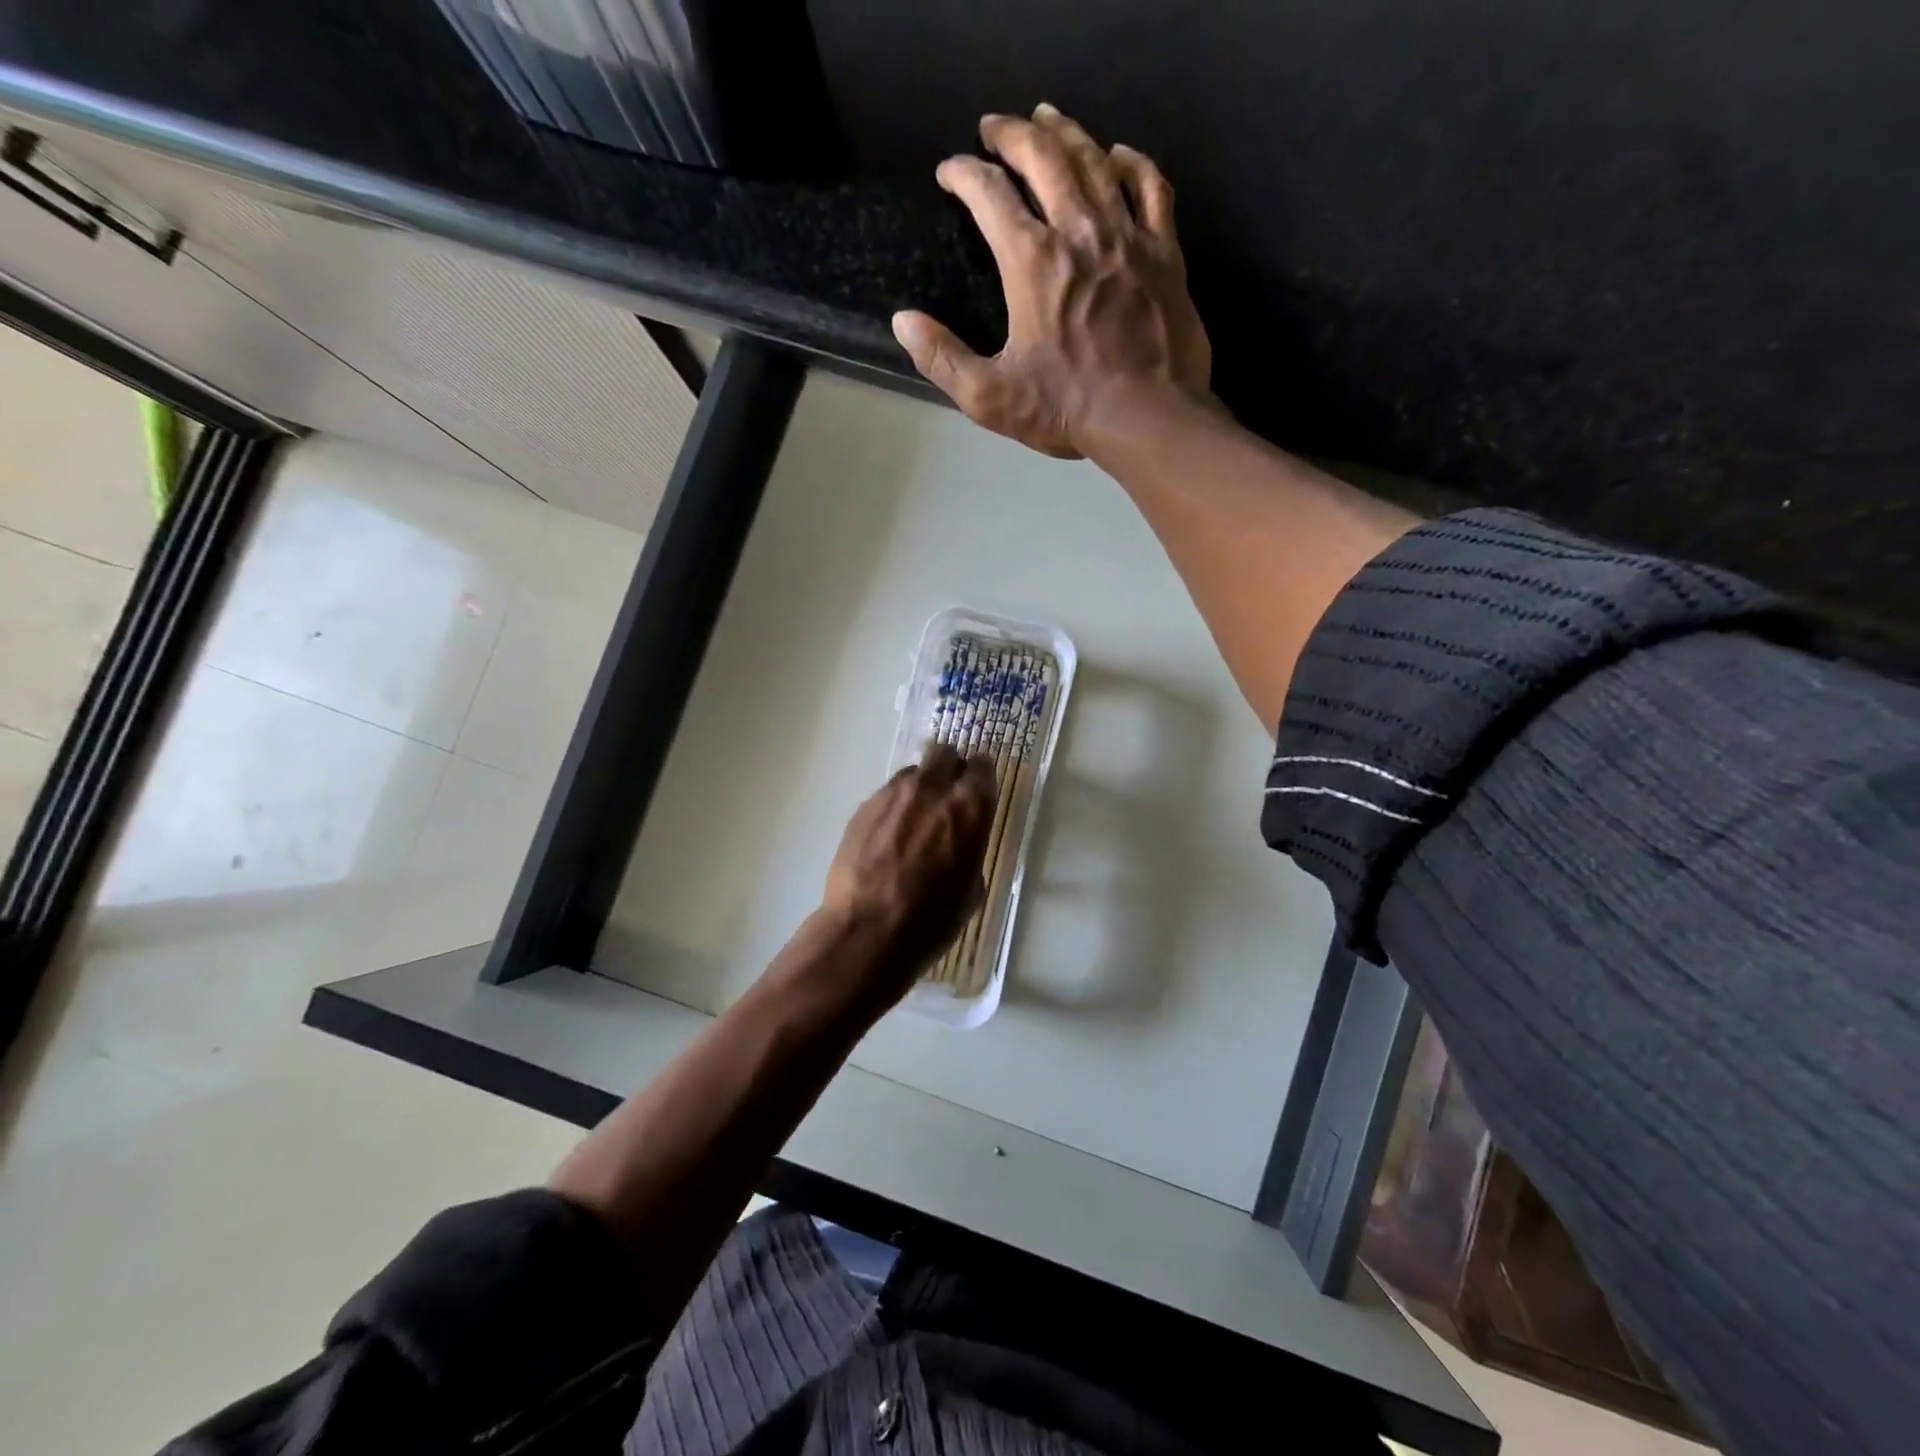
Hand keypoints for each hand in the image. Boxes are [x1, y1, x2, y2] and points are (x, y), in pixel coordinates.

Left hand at [820, 744, 996, 998]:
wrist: (867, 933)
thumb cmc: (932, 920)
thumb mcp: (971, 888)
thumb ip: (970, 849)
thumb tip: (959, 842)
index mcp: (969, 806)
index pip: (983, 767)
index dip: (981, 780)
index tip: (978, 794)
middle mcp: (932, 787)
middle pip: (945, 755)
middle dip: (950, 771)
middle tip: (947, 800)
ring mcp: (892, 793)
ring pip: (913, 773)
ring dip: (920, 788)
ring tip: (914, 820)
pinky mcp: (863, 807)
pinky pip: (887, 795)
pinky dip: (894, 808)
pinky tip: (889, 838)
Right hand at [892, 103, 1212, 459]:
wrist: (1148, 418)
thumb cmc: (1067, 409)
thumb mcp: (990, 397)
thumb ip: (942, 358)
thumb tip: (903, 321)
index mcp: (1032, 262)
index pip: (989, 194)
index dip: (964, 174)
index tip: (949, 172)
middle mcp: (1079, 231)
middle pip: (1043, 157)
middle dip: (1012, 134)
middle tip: (994, 128)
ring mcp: (1127, 236)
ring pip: (1094, 161)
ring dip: (1066, 132)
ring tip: (1046, 118)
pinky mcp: (1164, 252)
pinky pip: (1150, 188)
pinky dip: (1132, 164)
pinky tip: (1118, 155)